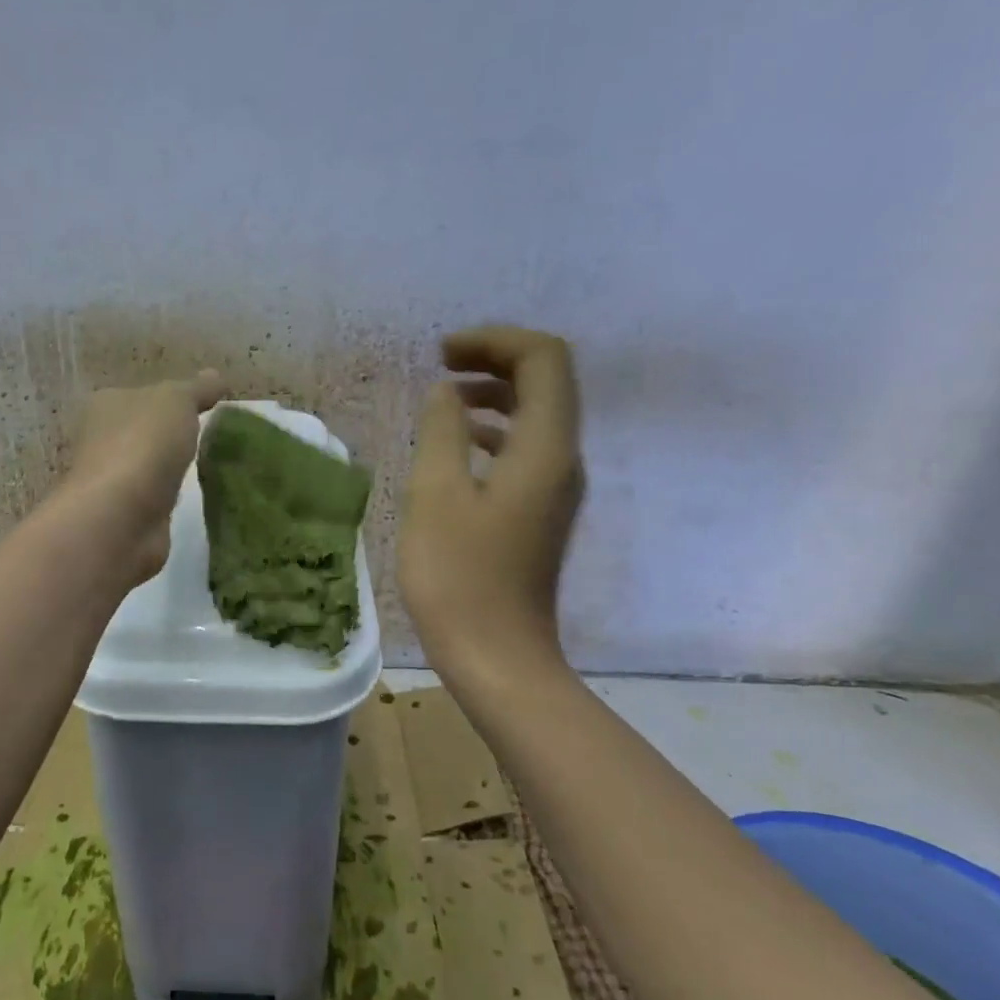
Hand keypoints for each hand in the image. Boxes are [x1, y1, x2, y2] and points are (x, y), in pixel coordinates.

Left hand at [60, 370, 226, 586]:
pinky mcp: (127, 516)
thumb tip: (215, 376)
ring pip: (149, 468)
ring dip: (171, 469)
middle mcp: (102, 440)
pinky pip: (155, 499)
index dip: (172, 399)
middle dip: (171, 436)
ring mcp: (114, 482)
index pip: (142, 395)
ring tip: (209, 468)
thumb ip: (196, 389)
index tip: (206, 407)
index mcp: (107, 405)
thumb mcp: (176, 401)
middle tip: (213, 438)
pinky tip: (194, 498)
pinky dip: (170, 498)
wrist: (121, 518)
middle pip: (143, 432)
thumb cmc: (143, 445)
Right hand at [400, 326, 583, 667]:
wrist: (497, 657)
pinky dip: (494, 430)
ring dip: (494, 394)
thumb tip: (446, 392)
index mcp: (545, 449)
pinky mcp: (540, 513)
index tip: (444, 353)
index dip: (495, 341)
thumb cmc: (459, 578)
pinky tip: (456, 445)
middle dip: (495, 360)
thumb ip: (441, 431)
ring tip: (443, 397)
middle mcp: (563, 460)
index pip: (543, 360)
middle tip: (441, 363)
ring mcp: (556, 489)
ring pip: (536, 416)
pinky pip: (525, 449)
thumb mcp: (435, 495)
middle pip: (546, 382)